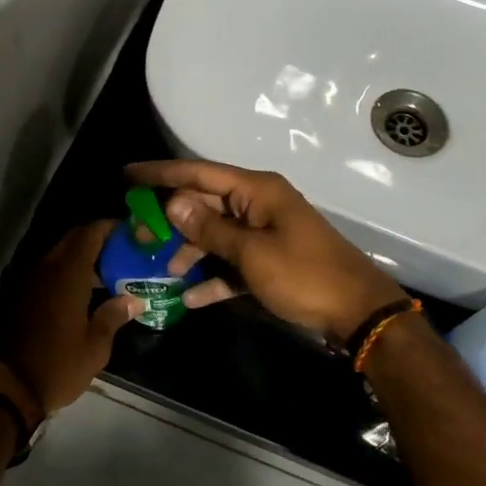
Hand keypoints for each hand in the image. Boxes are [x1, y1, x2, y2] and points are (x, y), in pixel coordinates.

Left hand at [0, 221, 141, 420]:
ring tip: (110, 272)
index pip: (89, 234)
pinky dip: (69, 272)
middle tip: (123, 252)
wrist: (10, 388)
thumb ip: (114, 316)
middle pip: (73, 240)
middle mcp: (47, 270)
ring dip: (83, 257)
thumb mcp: (95, 346)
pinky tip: (87, 291)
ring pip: (60, 255)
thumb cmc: (58, 366)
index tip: (130, 232)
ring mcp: (32, 282)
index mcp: (67, 275)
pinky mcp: (24, 296)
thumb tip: (133, 299)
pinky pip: (50, 271)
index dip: (109, 227)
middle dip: (98, 239)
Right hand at [124, 161, 409, 342]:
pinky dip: (213, 277)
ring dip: (190, 251)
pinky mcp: (270, 261)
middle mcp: (259, 204)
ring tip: (161, 271)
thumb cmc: (304, 276)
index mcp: (257, 190)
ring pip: (216, 234)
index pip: (199, 173)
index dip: (161, 173)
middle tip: (138, 234)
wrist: (358, 312)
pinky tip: (190, 298)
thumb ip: (210, 228)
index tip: (127, 175)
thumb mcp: (252, 253)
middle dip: (171, 220)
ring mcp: (265, 233)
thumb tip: (173, 202)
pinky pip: (233, 262)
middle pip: (205, 204)